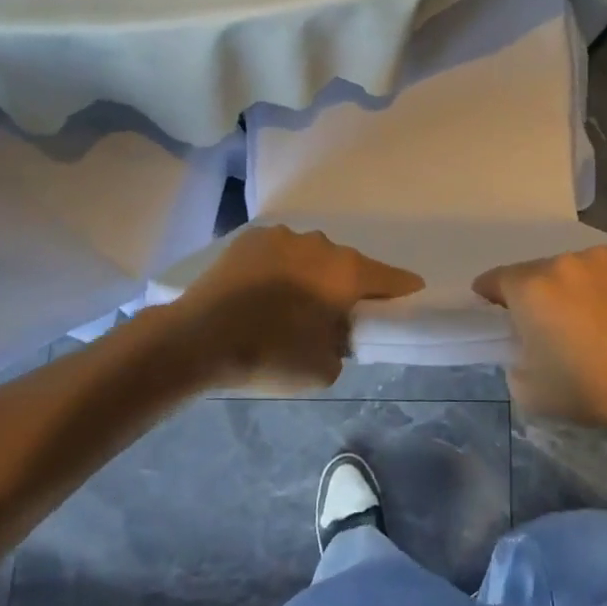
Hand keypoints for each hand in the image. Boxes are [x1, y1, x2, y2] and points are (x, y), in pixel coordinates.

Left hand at [173, 226, 424, 392]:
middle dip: (346, 288)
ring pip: (311, 256)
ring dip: (310, 275)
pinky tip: (261, 293)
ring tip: (288, 305)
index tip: (409, 298)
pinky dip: (279, 269)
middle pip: (347, 266)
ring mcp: (283, 236)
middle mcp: (321, 244)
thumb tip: (337, 331)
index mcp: (346, 272)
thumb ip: (344, 345)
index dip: (403, 290)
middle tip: (332, 316)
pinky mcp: (250, 238)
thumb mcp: (324, 370)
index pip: (391, 278)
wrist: (197, 339)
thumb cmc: (270, 355)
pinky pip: (279, 253)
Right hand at [473, 245, 606, 436]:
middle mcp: (560, 262)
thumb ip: (513, 362)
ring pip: (569, 270)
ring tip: (589, 319)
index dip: (490, 297)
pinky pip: (601, 267)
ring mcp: (597, 256)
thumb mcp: (531, 393)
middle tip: (549, 327)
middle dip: (534, 296)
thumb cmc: (594, 388)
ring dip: (568, 288)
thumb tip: (524, 346)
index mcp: (530, 288)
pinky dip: (600, 282)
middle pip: (534, 274)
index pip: (494, 279)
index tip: (496, 314)